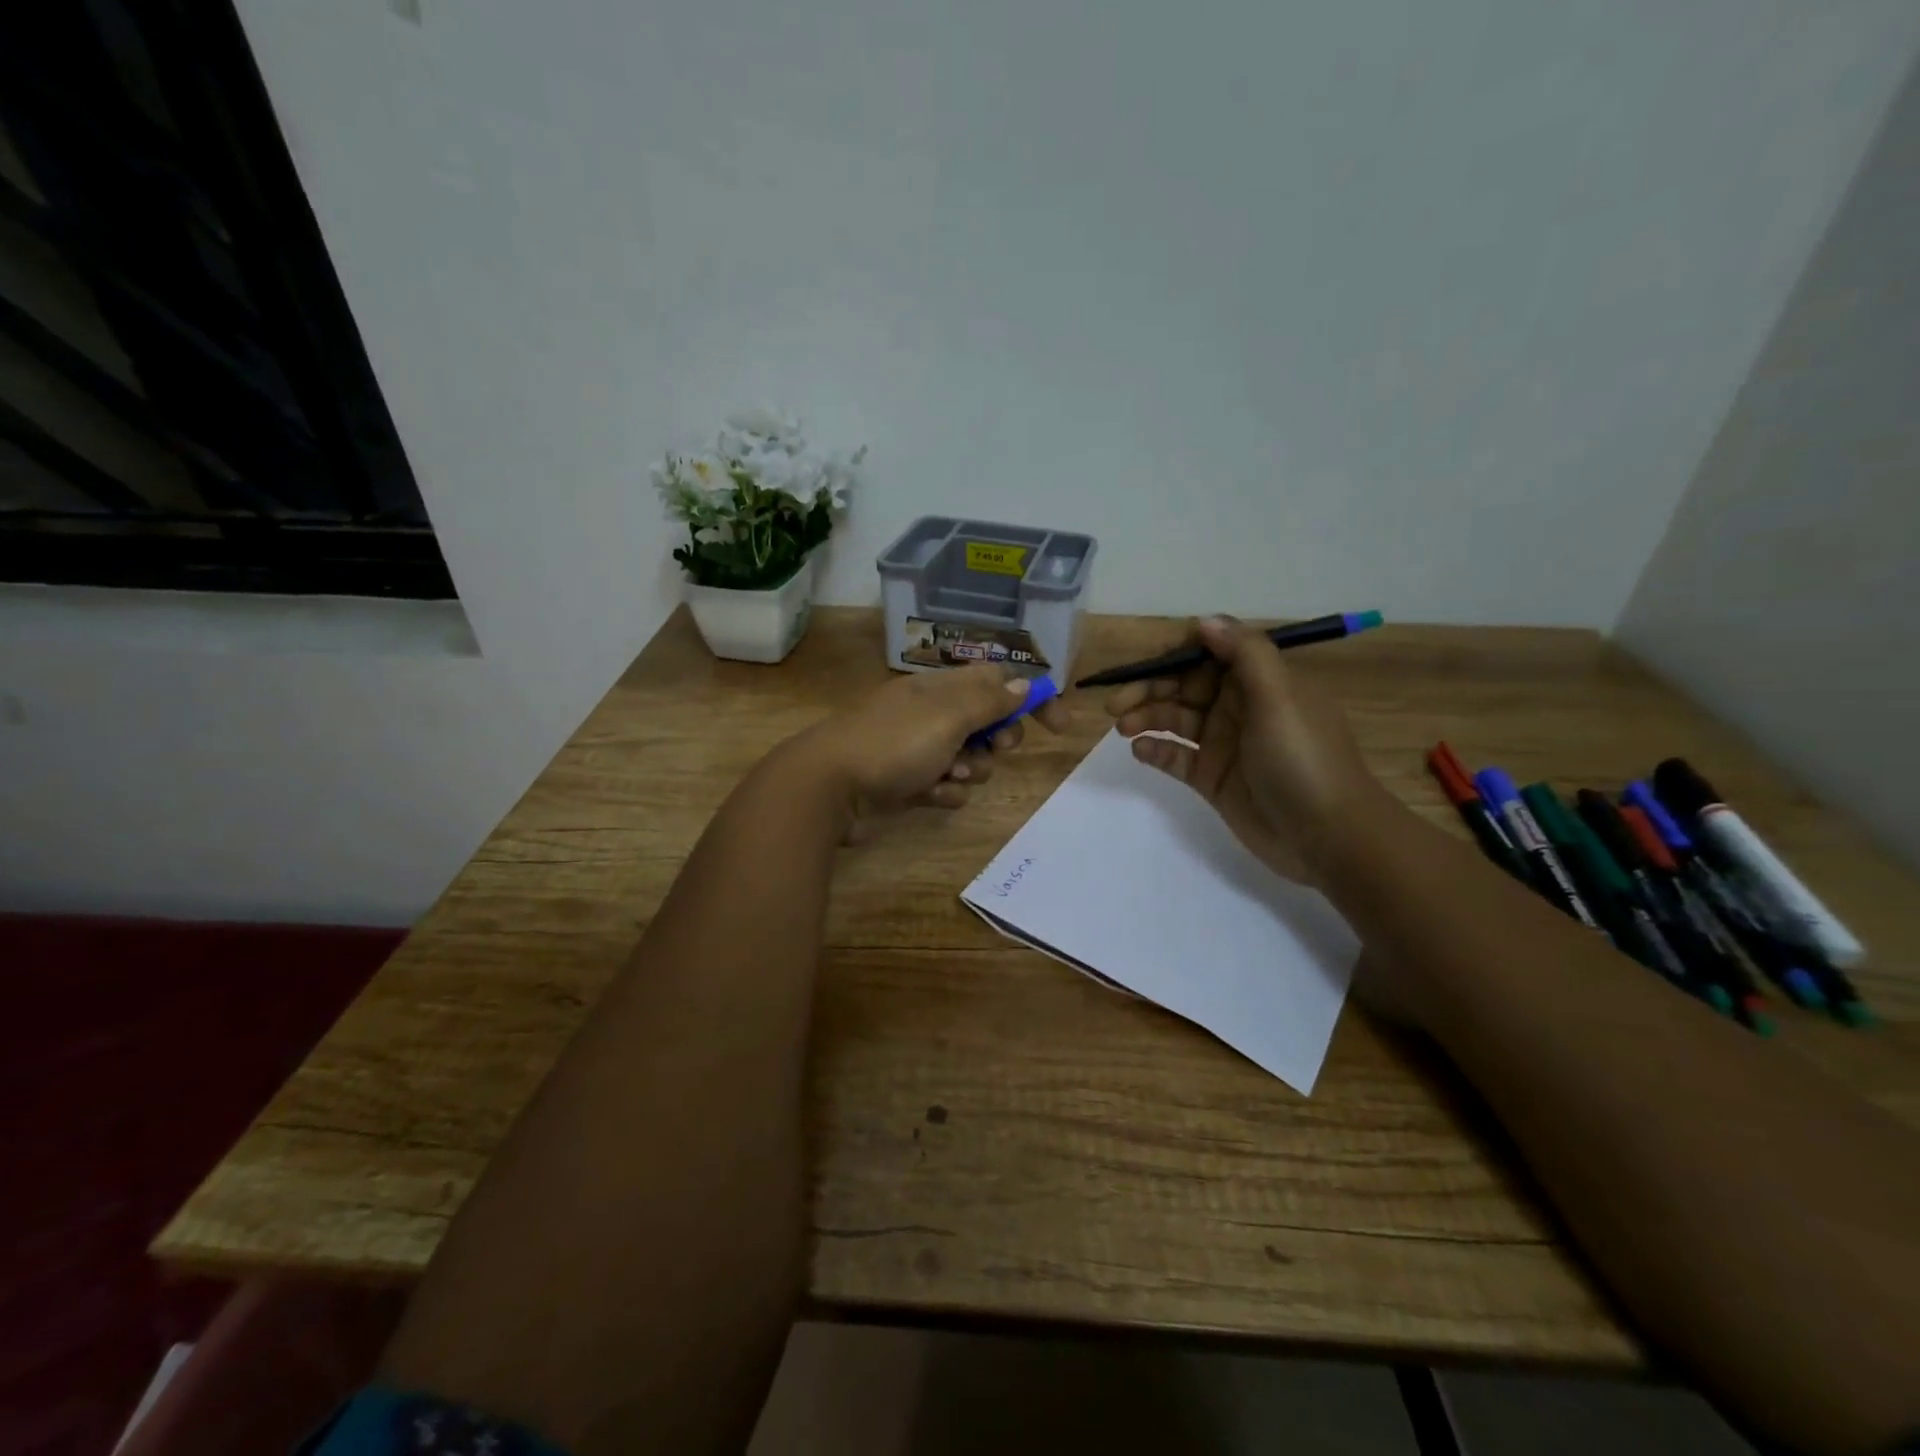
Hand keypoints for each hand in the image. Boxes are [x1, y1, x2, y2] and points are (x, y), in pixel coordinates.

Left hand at [788, 664, 1069, 840]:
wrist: (829, 787)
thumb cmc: (893, 744)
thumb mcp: (948, 716)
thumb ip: (990, 700)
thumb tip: (1025, 682)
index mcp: (940, 687)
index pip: (997, 680)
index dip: (1031, 698)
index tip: (1059, 725)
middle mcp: (931, 713)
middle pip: (987, 721)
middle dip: (998, 739)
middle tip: (994, 749)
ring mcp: (917, 749)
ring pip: (970, 759)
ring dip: (969, 770)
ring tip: (949, 775)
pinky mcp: (906, 782)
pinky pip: (945, 785)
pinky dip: (943, 791)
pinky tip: (928, 795)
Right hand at [1107, 616, 1389, 883]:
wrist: (1328, 836)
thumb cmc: (1304, 759)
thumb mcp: (1279, 698)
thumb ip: (1244, 654)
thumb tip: (1204, 621)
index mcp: (1259, 680)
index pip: (1208, 652)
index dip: (1174, 654)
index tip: (1145, 666)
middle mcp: (1238, 706)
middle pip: (1183, 685)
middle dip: (1149, 688)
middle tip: (1116, 704)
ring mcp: (1223, 743)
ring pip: (1174, 719)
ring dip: (1146, 717)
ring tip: (1123, 728)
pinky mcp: (1211, 777)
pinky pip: (1175, 756)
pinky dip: (1155, 750)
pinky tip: (1140, 752)